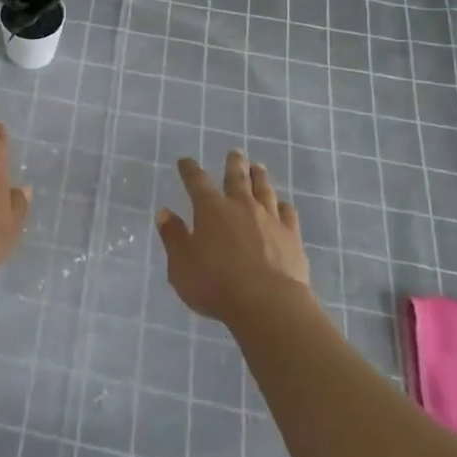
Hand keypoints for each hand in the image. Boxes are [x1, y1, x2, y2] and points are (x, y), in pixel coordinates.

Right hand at [155, 151, 312, 325]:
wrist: (268, 304)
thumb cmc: (216, 285)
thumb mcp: (182, 265)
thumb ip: (173, 238)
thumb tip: (164, 213)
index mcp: (210, 210)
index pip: (197, 181)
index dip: (189, 170)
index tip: (185, 161)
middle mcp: (240, 206)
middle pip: (236, 178)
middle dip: (234, 164)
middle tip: (235, 152)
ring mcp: (269, 219)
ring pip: (264, 190)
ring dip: (259, 177)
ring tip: (258, 167)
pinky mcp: (291, 236)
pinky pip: (288, 213)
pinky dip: (284, 206)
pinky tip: (284, 205)